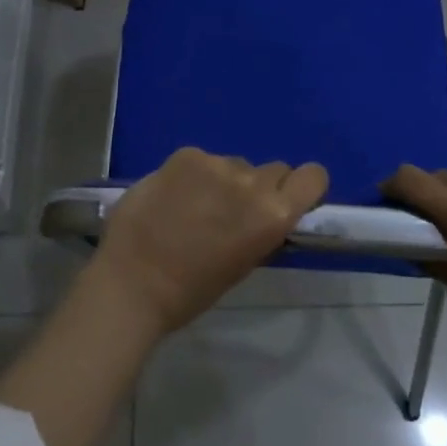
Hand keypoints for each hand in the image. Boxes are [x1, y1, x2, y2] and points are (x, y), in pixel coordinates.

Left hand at [91, 148, 329, 334]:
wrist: (133, 282)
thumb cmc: (191, 290)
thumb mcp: (243, 264)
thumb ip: (262, 230)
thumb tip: (266, 214)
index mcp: (274, 215)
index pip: (313, 176)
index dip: (302, 187)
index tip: (286, 200)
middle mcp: (252, 182)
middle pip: (273, 169)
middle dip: (258, 187)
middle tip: (231, 211)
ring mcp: (217, 164)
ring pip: (234, 164)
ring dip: (223, 181)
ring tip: (193, 207)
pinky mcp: (185, 155)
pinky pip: (201, 161)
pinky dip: (193, 175)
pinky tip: (172, 197)